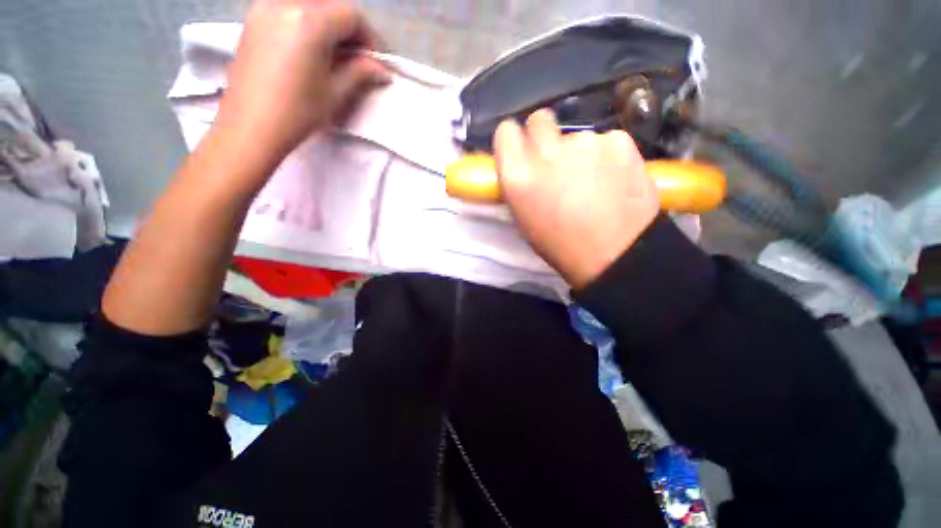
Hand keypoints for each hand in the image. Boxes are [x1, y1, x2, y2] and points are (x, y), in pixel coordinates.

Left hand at [216, 0, 389, 162]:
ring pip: (309, 6)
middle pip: (330, 6)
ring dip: (329, 26)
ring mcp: (264, 8)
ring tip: (336, 55)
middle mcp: (285, 3)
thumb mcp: (335, 92)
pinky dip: (308, 24)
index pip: (351, 15)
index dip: (370, 37)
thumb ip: (360, 72)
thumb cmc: (298, 111)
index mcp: (309, 21)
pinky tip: (311, 48)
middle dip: (350, 30)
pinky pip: (289, 10)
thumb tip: (382, 68)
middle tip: (359, 59)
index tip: (375, 62)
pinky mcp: (253, 19)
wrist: (251, 126)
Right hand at [494, 109, 658, 288]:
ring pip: (576, 135)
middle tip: (555, 159)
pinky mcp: (619, 141)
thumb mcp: (524, 218)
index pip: (505, 131)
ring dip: (579, 152)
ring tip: (592, 181)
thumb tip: (519, 162)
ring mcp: (586, 143)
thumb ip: (518, 183)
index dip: (513, 139)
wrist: (615, 255)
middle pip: (539, 119)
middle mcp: (548, 152)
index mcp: (518, 176)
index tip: (521, 148)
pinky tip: (614, 178)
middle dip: (543, 135)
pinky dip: (607, 155)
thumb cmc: (560, 244)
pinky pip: (606, 140)